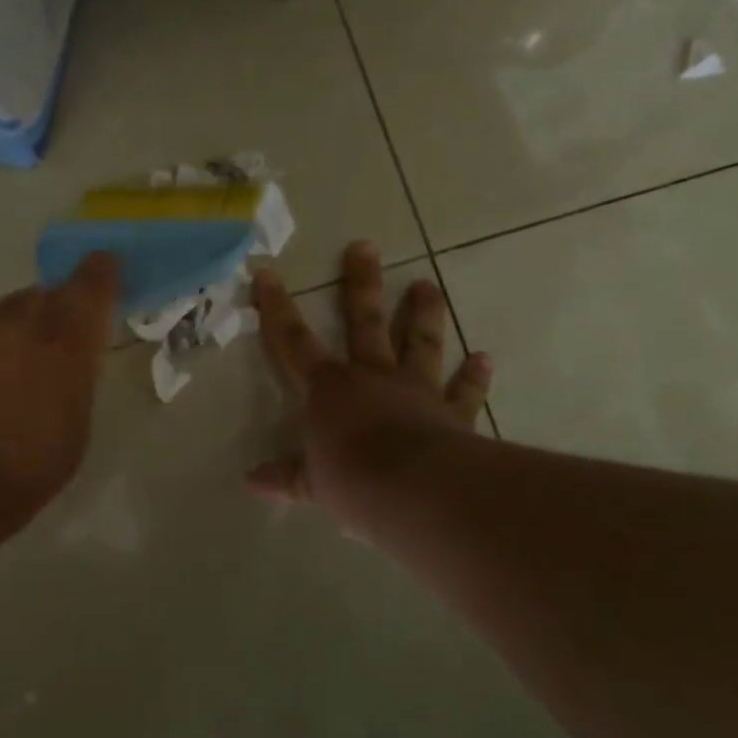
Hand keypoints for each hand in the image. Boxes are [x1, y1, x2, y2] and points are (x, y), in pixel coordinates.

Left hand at [0, 252, 119, 568]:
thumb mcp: (67, 441)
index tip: (102, 266)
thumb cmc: (5, 481)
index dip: (99, 274)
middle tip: (26, 366)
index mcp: (61, 347)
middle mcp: (13, 320)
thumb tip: (64, 359)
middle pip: (36, 302)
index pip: (91, 288)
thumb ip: (71, 384)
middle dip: (38, 326)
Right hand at [249, 242, 490, 530]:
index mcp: (330, 389)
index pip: (293, 341)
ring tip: (427, 285)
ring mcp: (416, 391)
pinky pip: (464, 392)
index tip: (267, 272)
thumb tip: (252, 481)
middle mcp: (373, 377)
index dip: (277, 308)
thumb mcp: (310, 482)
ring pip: (420, 343)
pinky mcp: (452, 414)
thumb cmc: (352, 480)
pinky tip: (485, 358)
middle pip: (365, 321)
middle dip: (360, 284)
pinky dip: (474, 377)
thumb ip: (286, 476)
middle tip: (365, 247)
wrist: (416, 491)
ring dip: (424, 313)